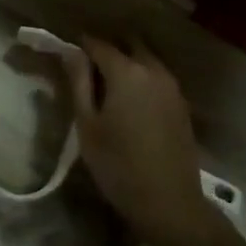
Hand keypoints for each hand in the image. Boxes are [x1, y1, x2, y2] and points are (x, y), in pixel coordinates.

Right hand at [60, 37, 215, 245]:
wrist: (168, 202)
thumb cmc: (118, 165)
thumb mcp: (87, 125)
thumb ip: (79, 83)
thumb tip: (70, 52)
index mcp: (127, 72)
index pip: (98, 44)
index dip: (79, 45)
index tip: (64, 51)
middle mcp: (153, 70)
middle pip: (128, 44)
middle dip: (108, 48)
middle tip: (86, 66)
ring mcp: (172, 86)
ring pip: (147, 59)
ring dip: (127, 61)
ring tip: (106, 83)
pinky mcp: (181, 104)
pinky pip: (158, 77)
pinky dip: (142, 77)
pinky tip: (129, 99)